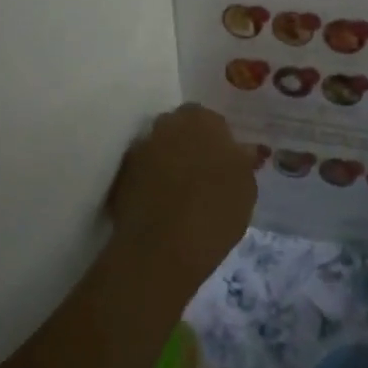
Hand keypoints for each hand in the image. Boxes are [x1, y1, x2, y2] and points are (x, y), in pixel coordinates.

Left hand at [107, 104, 255, 287]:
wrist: (163, 248)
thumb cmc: (216, 210)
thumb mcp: (247, 186)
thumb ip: (244, 161)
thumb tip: (246, 150)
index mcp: (202, 119)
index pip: (212, 120)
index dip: (219, 141)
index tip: (225, 164)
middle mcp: (167, 124)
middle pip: (181, 129)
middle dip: (190, 145)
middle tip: (203, 175)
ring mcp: (140, 149)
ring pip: (159, 149)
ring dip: (168, 162)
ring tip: (180, 194)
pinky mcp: (120, 177)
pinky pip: (141, 173)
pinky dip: (149, 183)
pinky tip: (161, 206)